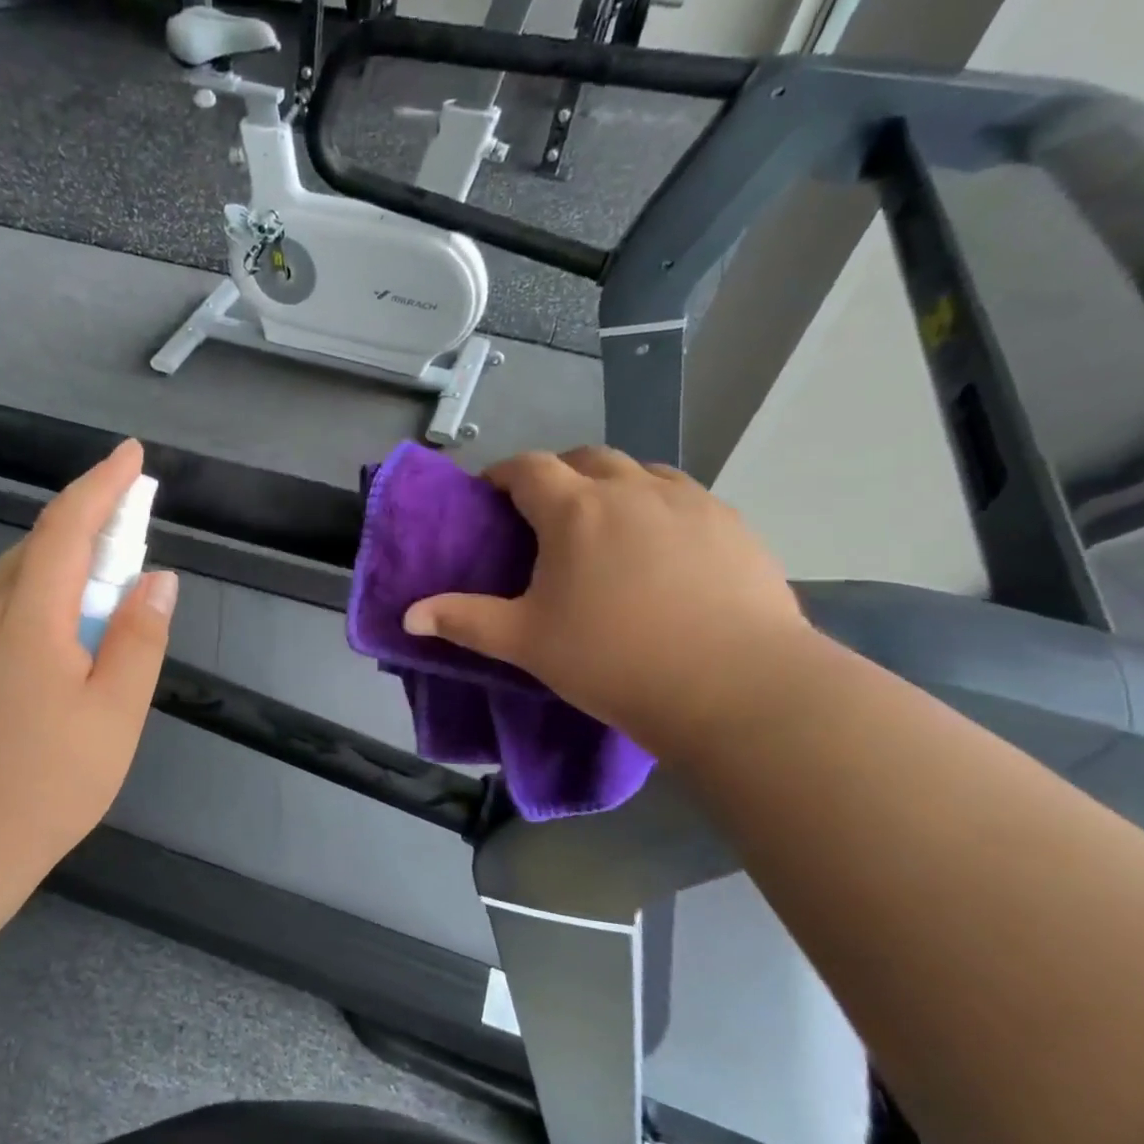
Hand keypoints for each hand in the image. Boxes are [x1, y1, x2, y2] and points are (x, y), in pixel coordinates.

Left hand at [0, 439, 178, 864]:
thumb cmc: (43, 784)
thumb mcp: (114, 714)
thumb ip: (139, 639)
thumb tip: (158, 577)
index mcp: (30, 617)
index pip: (67, 525)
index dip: (102, 484)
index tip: (132, 455)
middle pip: (40, 545)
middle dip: (88, 518)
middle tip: (134, 521)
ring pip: (20, 580)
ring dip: (67, 561)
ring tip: (110, 583)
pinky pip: (6, 613)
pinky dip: (45, 598)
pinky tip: (66, 639)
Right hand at [402, 447, 810, 755]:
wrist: (735, 686)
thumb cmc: (614, 658)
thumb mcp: (526, 642)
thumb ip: (463, 620)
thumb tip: (408, 615)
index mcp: (576, 509)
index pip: (528, 468)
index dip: (502, 474)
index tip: (490, 494)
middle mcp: (632, 488)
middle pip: (585, 457)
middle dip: (558, 474)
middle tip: (545, 514)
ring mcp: (690, 501)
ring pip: (640, 471)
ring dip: (612, 484)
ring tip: (605, 526)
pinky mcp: (733, 524)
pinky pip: (683, 497)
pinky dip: (658, 506)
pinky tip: (662, 549)